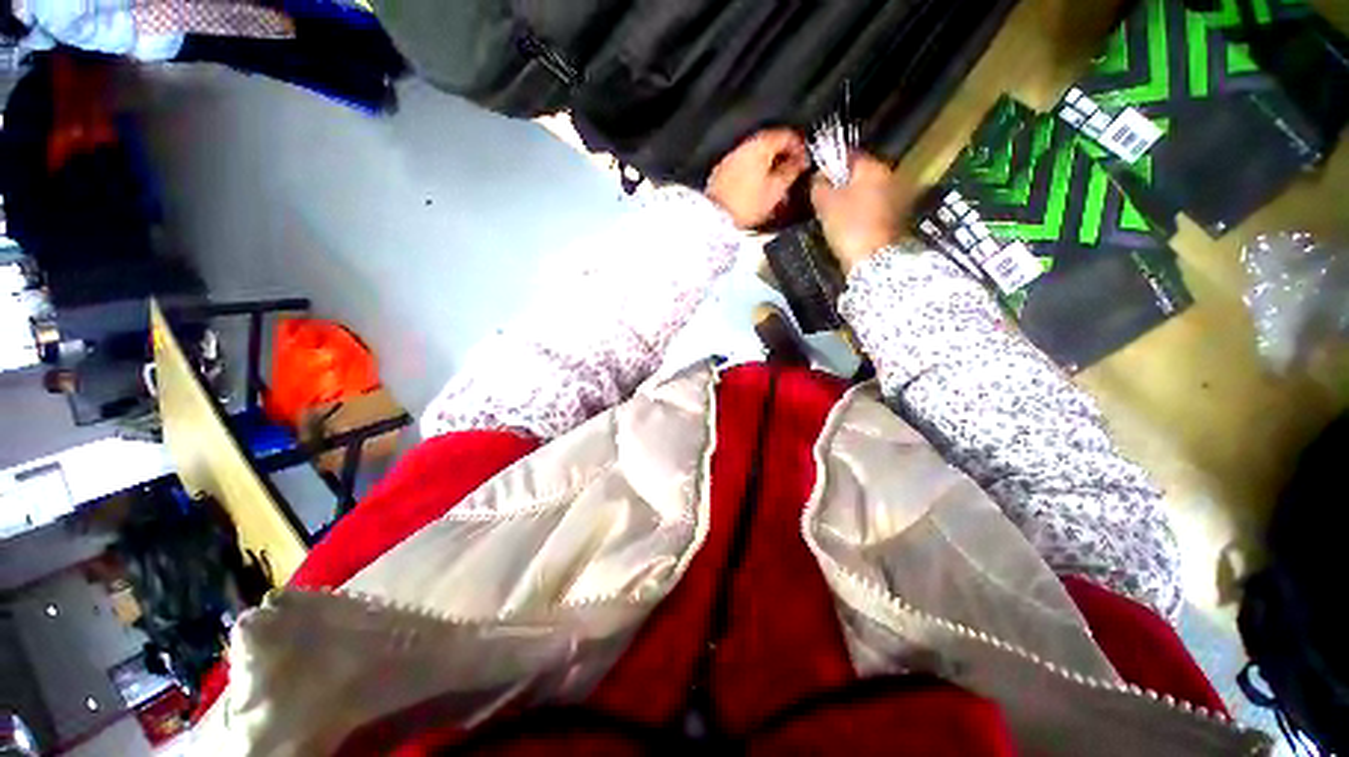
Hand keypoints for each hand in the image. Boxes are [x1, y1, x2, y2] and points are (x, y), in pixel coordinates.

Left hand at [706, 128, 809, 228]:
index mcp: (760, 144)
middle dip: (783, 156)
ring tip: (775, 183)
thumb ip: (791, 171)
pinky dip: (753, 173)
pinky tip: (758, 188)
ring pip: (755, 155)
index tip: (804, 161)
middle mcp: (744, 146)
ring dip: (768, 165)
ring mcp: (730, 158)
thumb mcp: (776, 189)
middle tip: (792, 172)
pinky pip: (743, 166)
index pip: (786, 134)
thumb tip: (799, 163)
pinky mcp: (721, 173)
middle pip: (769, 143)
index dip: (799, 147)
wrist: (716, 218)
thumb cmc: (747, 204)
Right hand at [811, 155, 914, 272]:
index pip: (849, 156)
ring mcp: (898, 196)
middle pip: (861, 174)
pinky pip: (875, 207)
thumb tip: (819, 176)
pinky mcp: (898, 217)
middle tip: (825, 202)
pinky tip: (851, 226)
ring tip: (837, 217)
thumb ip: (819, 184)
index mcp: (874, 166)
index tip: (818, 182)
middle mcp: (891, 175)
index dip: (830, 166)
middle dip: (843, 185)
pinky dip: (863, 213)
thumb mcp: (825, 203)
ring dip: (854, 200)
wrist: (874, 260)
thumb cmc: (848, 226)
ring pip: (868, 191)